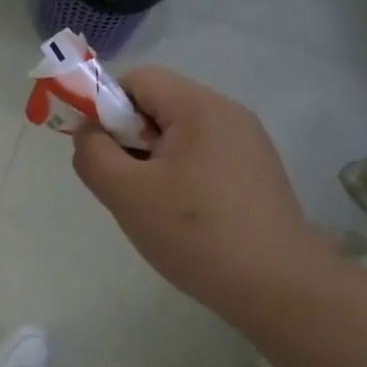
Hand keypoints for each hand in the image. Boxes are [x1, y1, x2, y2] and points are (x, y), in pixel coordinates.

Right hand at [71, 66, 326, 318]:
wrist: (278, 287)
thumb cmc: (195, 233)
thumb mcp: (126, 193)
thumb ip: (93, 154)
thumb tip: (88, 131)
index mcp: (199, 106)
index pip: (137, 79)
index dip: (106, 107)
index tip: (101, 152)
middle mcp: (228, 112)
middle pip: (159, 104)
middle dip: (130, 137)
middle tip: (125, 185)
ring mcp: (249, 142)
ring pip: (181, 133)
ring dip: (154, 159)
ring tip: (154, 206)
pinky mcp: (258, 171)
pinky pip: (205, 155)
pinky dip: (182, 175)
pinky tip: (185, 216)